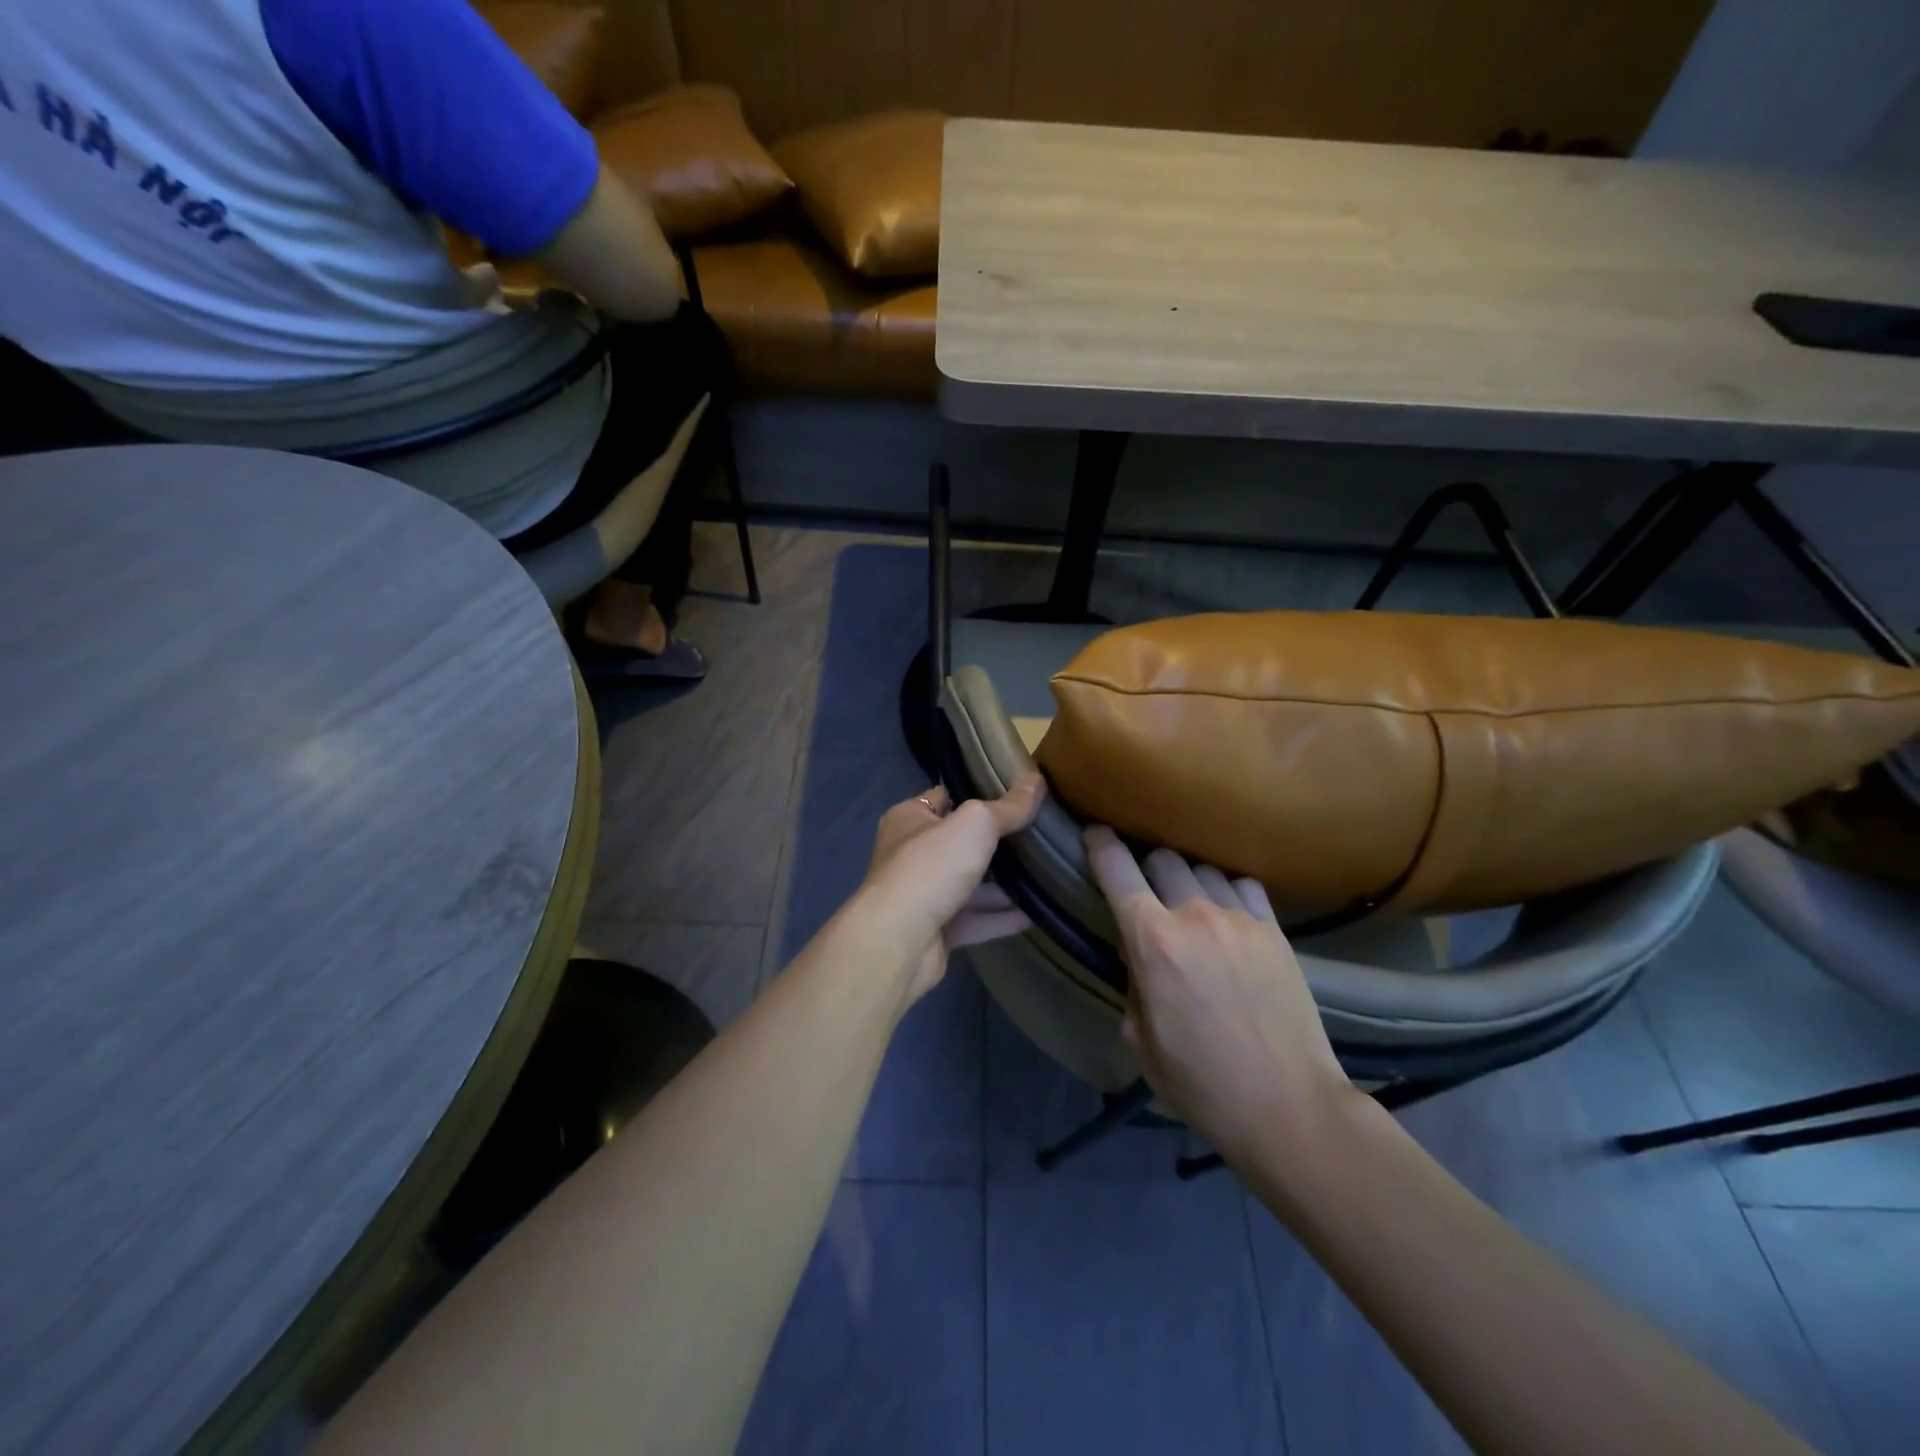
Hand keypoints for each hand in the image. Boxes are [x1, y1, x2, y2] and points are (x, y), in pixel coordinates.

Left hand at [856, 776, 1045, 1005]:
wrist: (897, 940)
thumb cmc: (930, 867)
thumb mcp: (975, 825)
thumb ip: (1008, 807)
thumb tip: (1036, 780)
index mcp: (909, 819)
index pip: (944, 797)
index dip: (976, 793)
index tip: (1014, 795)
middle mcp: (911, 855)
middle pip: (959, 843)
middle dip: (994, 842)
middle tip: (1036, 835)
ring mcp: (922, 895)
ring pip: (968, 884)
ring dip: (1001, 884)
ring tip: (1043, 874)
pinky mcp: (934, 931)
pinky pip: (974, 920)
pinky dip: (1000, 918)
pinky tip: (1034, 914)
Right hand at [1083, 827, 1353, 1161]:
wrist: (1287, 1105)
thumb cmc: (1200, 1082)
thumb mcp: (1140, 1039)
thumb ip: (1132, 981)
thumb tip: (1139, 954)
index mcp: (1152, 940)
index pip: (1116, 868)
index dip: (1100, 844)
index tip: (1095, 834)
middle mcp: (1193, 914)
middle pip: (1162, 857)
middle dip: (1147, 868)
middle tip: (1147, 893)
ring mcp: (1239, 918)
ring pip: (1203, 868)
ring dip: (1188, 881)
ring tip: (1190, 906)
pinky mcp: (1274, 930)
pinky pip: (1243, 886)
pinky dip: (1227, 891)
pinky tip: (1228, 915)